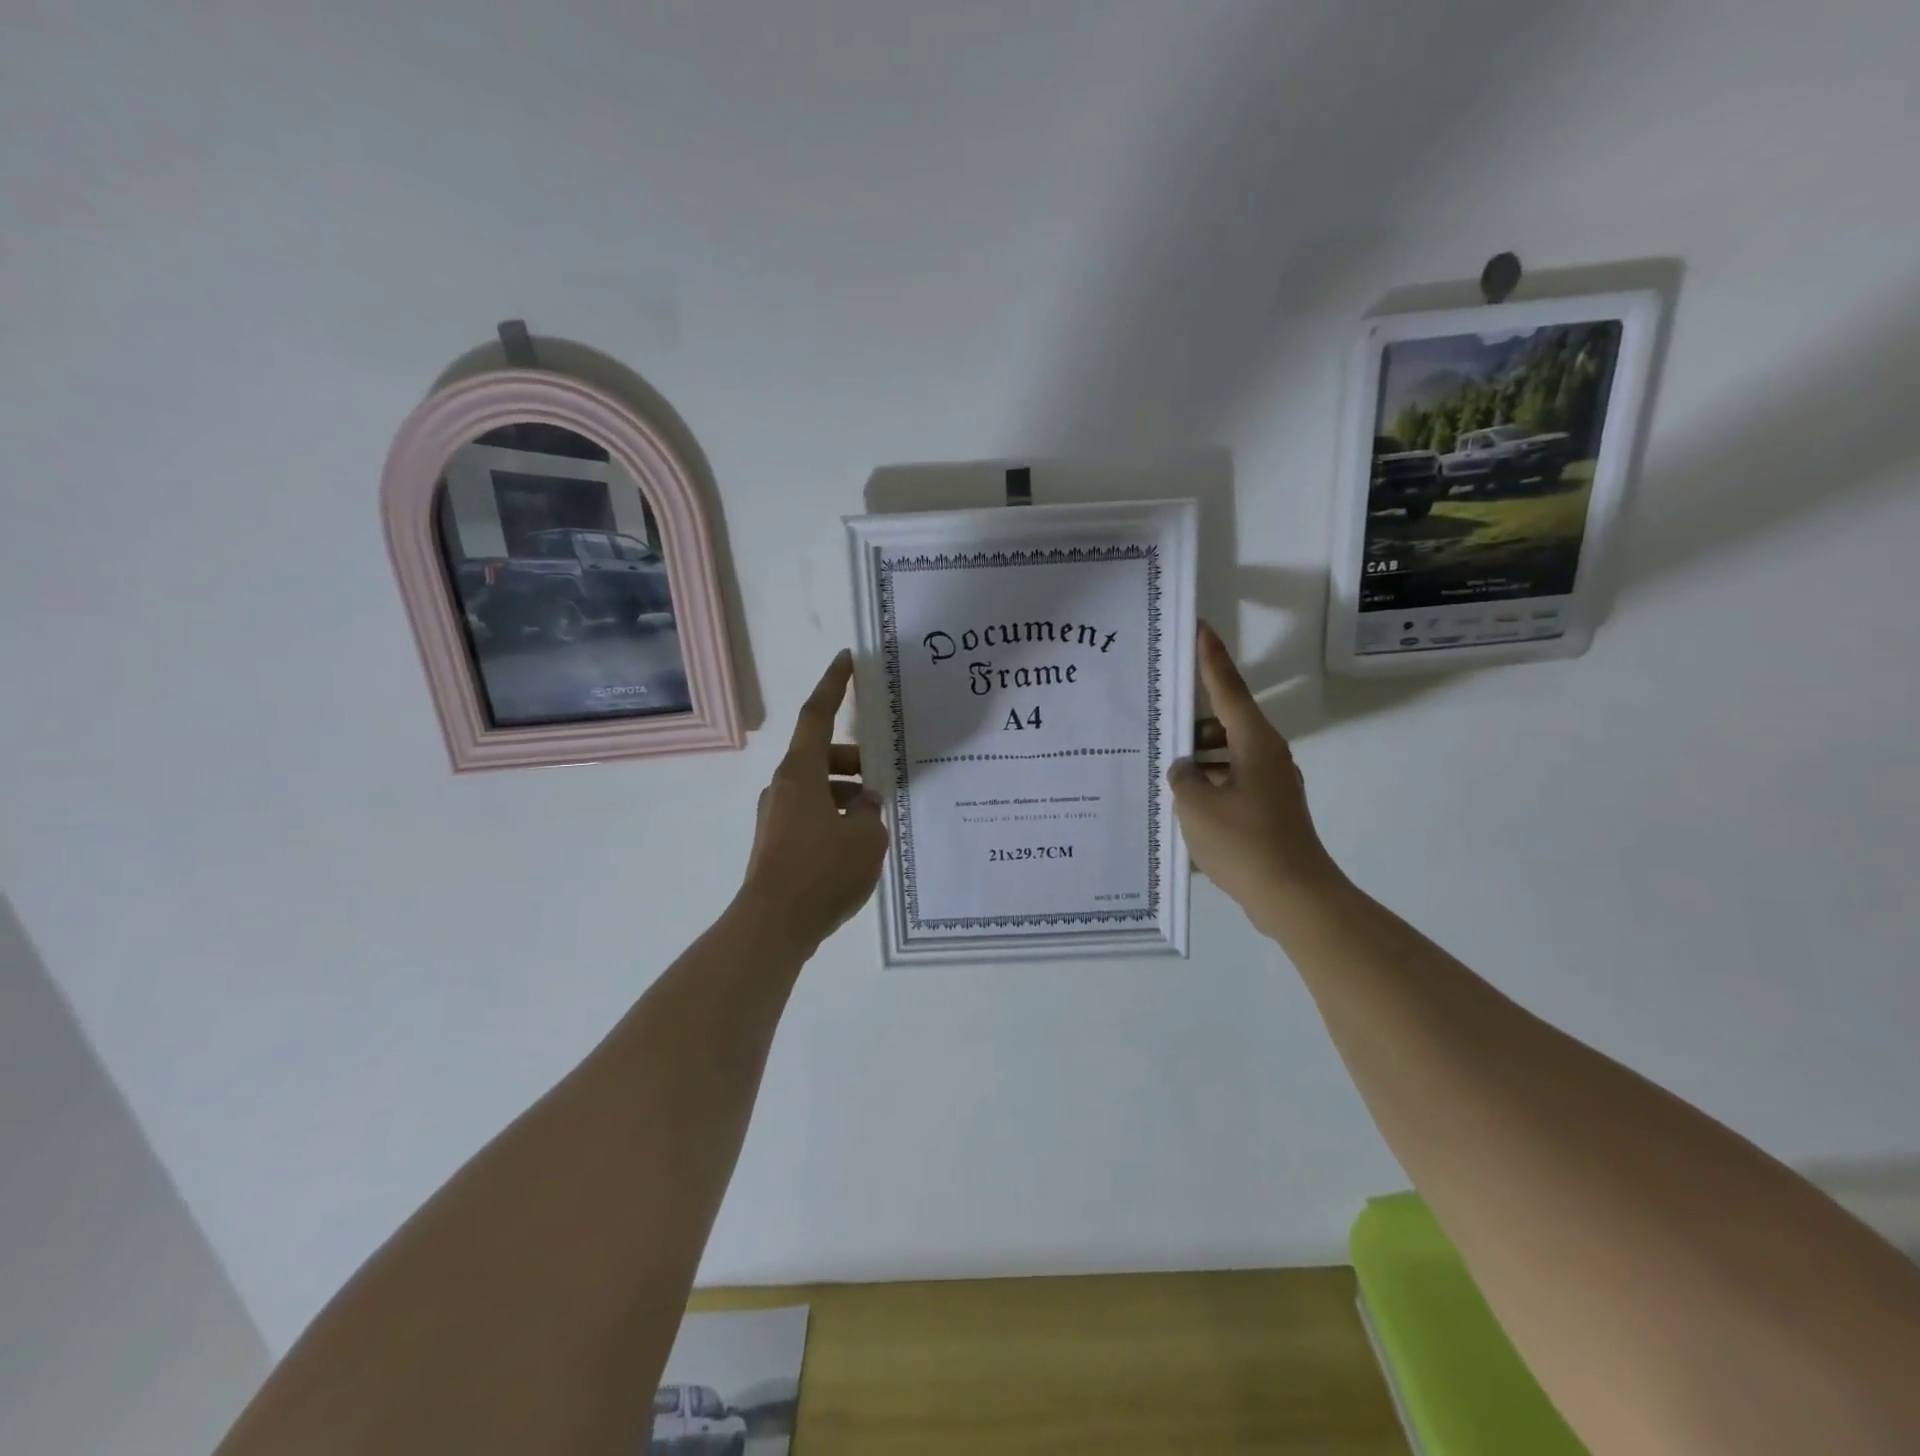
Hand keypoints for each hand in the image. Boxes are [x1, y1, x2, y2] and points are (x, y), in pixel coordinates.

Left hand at [738, 650, 888, 948]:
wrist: (773, 926)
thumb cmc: (822, 872)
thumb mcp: (866, 838)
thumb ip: (871, 812)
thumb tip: (864, 804)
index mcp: (801, 773)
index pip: (817, 714)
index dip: (833, 685)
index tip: (845, 659)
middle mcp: (783, 787)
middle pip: (821, 756)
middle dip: (854, 761)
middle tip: (884, 779)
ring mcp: (776, 816)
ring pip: (818, 788)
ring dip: (847, 794)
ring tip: (877, 822)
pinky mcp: (777, 842)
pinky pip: (812, 814)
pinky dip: (835, 816)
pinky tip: (858, 845)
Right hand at [1169, 624, 1344, 931]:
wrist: (1293, 896)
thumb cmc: (1245, 842)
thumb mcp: (1197, 805)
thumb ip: (1183, 777)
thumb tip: (1185, 769)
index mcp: (1255, 743)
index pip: (1227, 688)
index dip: (1211, 658)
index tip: (1199, 628)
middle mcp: (1266, 756)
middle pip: (1225, 721)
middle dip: (1191, 716)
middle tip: (1157, 709)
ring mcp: (1269, 784)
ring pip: (1226, 753)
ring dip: (1197, 754)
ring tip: (1160, 760)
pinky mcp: (1266, 810)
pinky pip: (1230, 781)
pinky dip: (1207, 781)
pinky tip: (1180, 798)